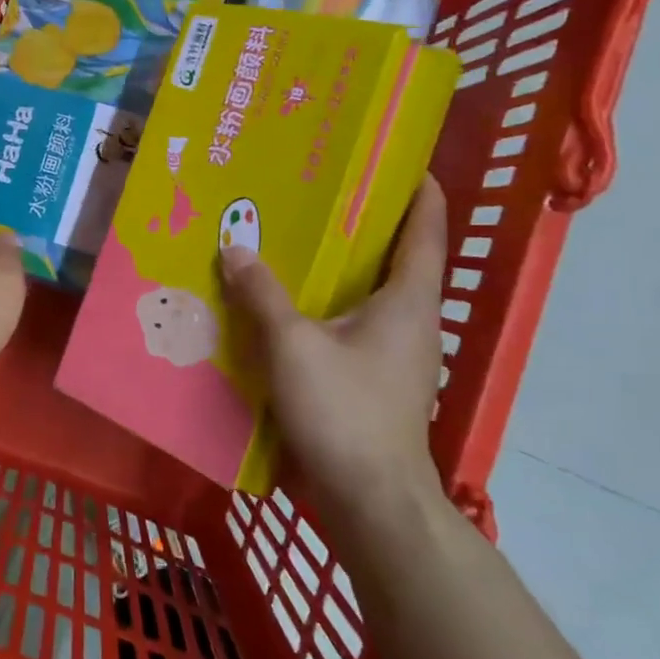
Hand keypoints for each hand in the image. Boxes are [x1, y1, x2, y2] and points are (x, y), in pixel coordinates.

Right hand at [219, 176, 448, 531]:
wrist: (371, 500)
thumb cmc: (344, 411)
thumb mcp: (293, 345)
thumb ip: (262, 294)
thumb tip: (234, 246)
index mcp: (408, 299)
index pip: (425, 228)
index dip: (418, 189)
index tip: (395, 158)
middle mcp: (413, 320)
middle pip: (396, 256)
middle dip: (365, 222)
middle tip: (320, 191)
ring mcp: (398, 354)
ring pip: (372, 293)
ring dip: (343, 266)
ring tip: (297, 241)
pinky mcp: (377, 380)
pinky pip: (355, 324)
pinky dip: (330, 305)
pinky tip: (291, 306)